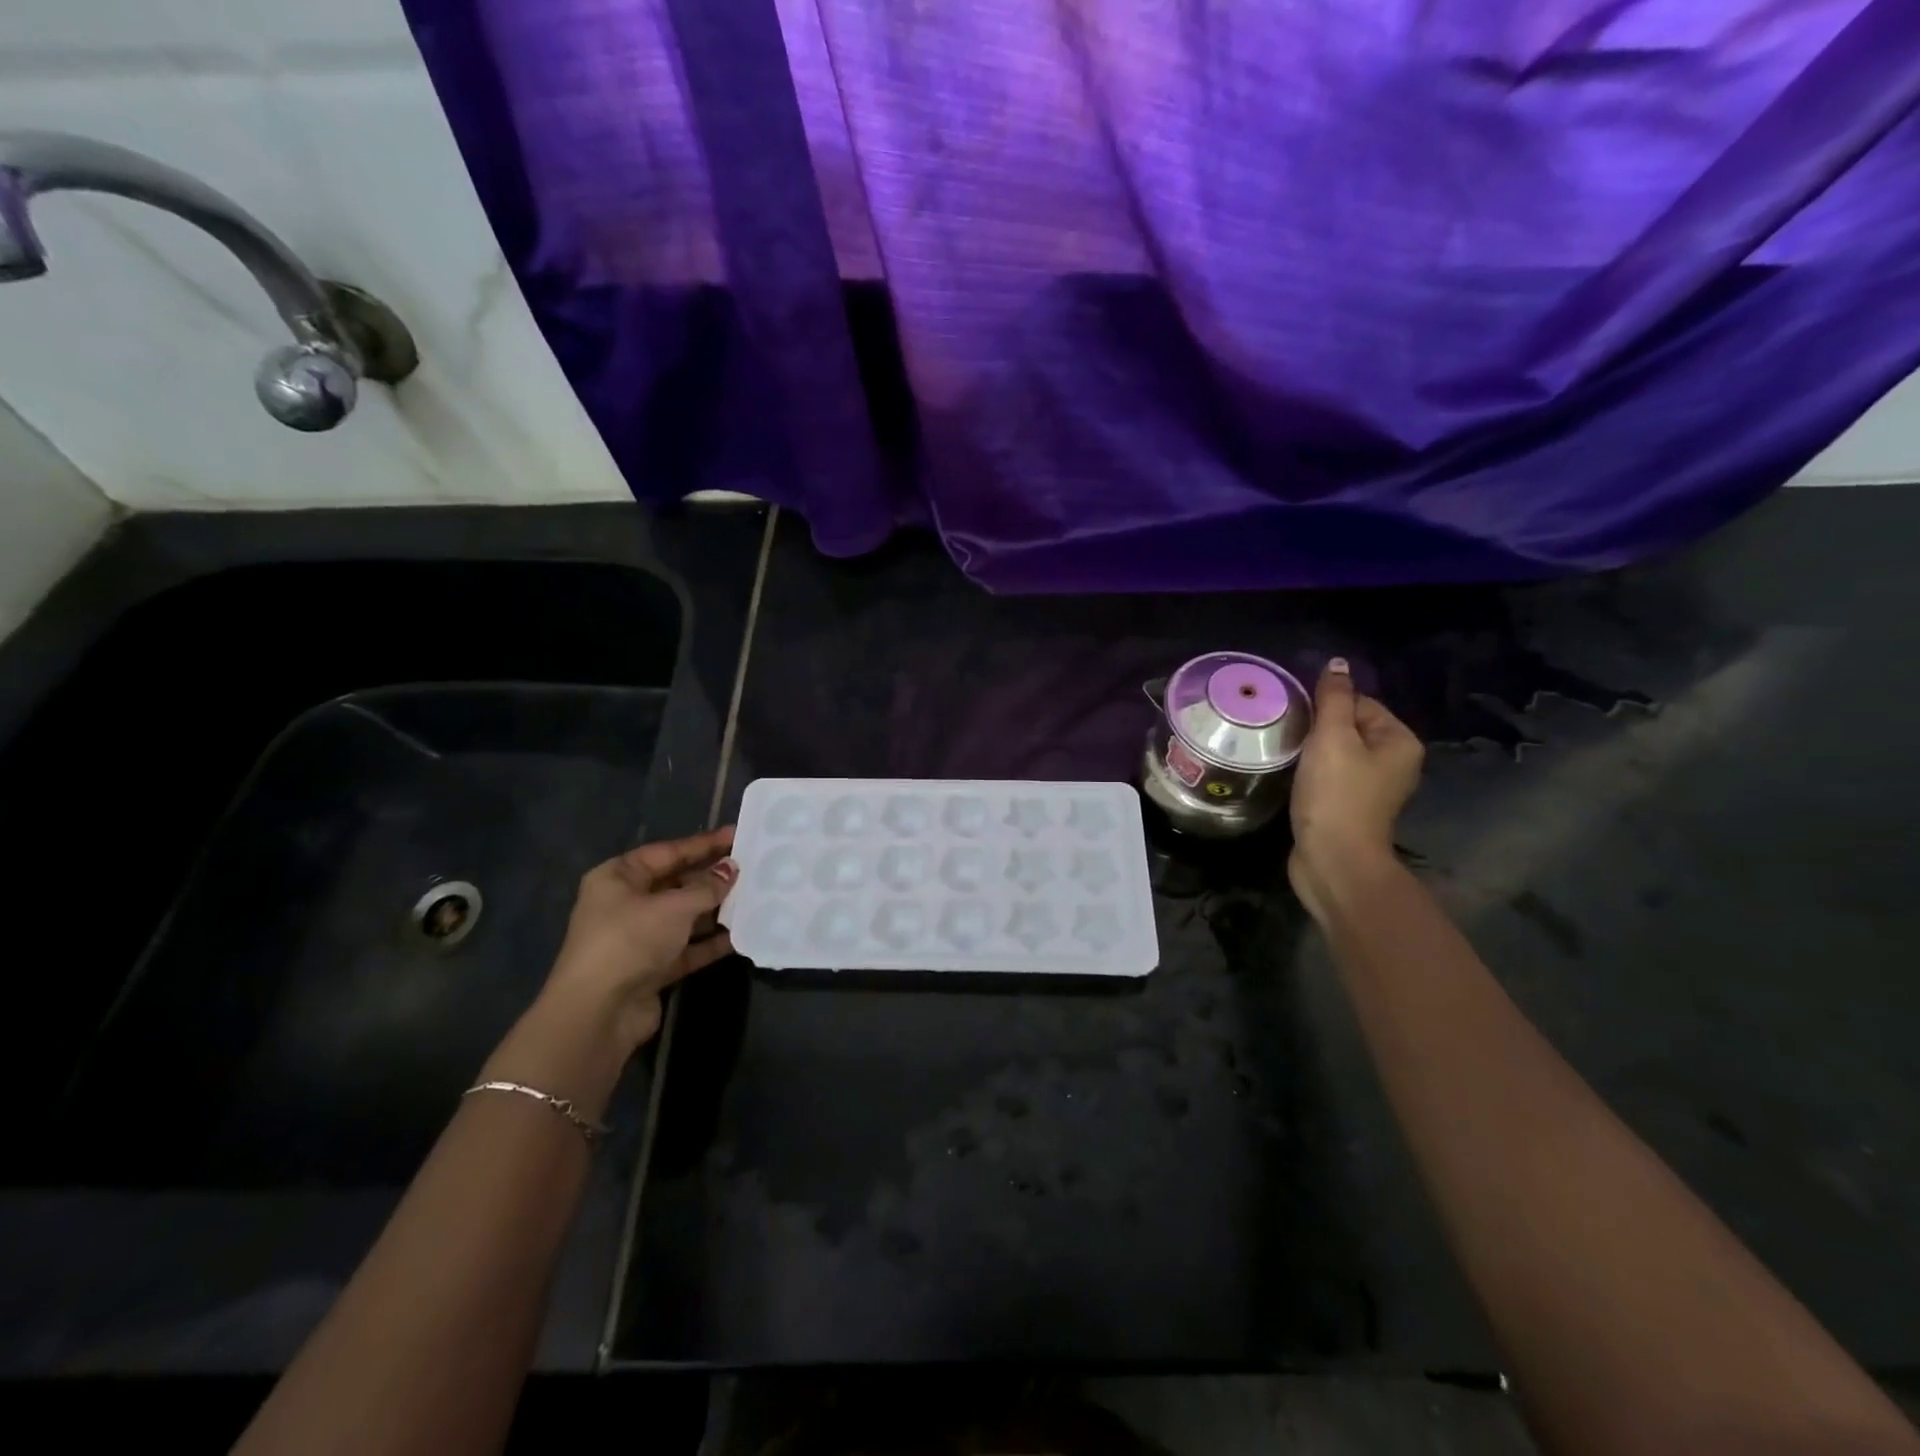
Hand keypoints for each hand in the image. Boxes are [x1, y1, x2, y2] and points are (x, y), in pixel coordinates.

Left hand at [541, 827, 738, 1050]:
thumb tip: (731, 869)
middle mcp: (626, 903)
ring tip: (754, 897)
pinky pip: (688, 948)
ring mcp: (639, 937)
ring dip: (716, 910)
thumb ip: (706, 887)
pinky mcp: (652, 968)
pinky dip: (711, 942)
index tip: (737, 835)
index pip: (668, 852)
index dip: (704, 844)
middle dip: (712, 877)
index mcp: (619, 877)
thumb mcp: (673, 907)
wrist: (598, 1013)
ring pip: (685, 916)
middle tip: (752, 867)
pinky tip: (742, 934)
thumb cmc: (630, 941)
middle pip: (676, 883)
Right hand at [1289, 659, 1422, 918]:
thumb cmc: (1335, 794)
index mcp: (1399, 740)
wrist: (1334, 860)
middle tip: (1288, 736)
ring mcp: (1373, 787)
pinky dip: (1312, 773)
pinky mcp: (1351, 806)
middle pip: (1348, 726)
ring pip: (1337, 752)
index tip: (1297, 719)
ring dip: (1311, 752)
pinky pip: (1331, 775)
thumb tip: (1338, 663)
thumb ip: (1333, 698)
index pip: (1359, 702)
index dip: (1325, 706)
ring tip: (1287, 755)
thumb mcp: (1332, 737)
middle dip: (1317, 728)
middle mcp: (1395, 761)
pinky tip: (1295, 778)